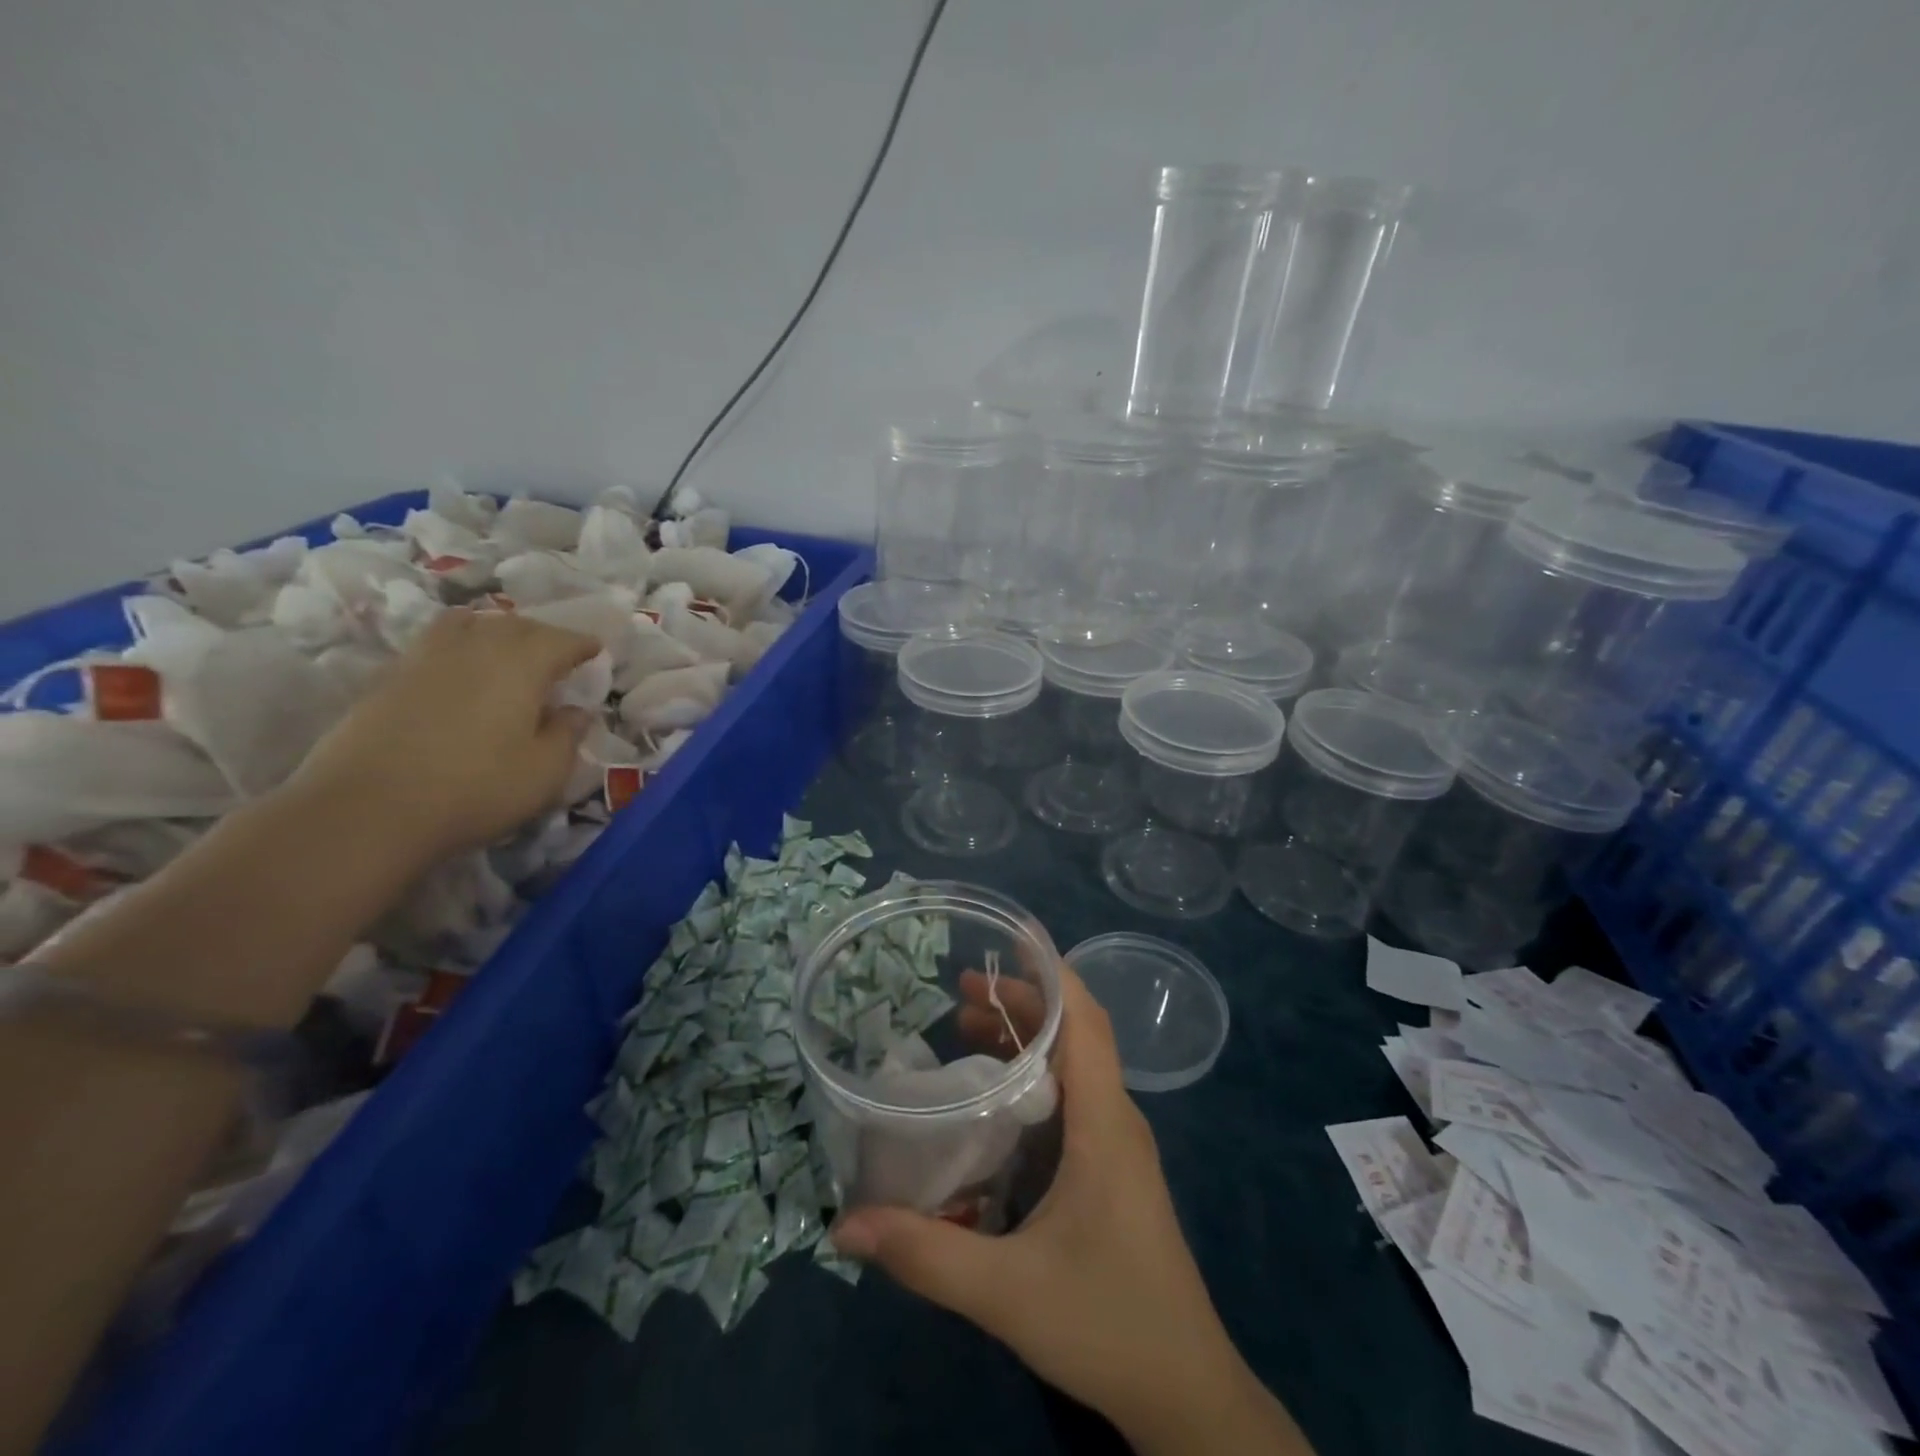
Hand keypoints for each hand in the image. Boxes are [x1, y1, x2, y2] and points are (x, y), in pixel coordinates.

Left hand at [292, 609, 596, 860]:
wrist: (367, 809)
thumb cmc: (475, 789)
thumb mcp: (545, 772)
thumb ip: (567, 735)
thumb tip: (577, 711)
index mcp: (521, 665)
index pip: (560, 640)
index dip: (581, 644)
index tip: (596, 650)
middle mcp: (475, 648)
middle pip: (514, 624)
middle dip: (542, 634)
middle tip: (557, 652)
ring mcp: (426, 658)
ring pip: (467, 624)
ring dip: (494, 629)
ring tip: (505, 648)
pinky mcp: (389, 678)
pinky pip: (434, 643)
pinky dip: (458, 644)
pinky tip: (460, 668)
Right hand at [832, 966, 1309, 1455]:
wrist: (1186, 1395)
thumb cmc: (1106, 1323)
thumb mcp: (1006, 1291)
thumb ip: (925, 1255)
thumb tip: (843, 1226)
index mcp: (1105, 1123)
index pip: (1084, 1020)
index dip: (1051, 970)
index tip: (1009, 934)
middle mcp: (1116, 1120)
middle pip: (1075, 1033)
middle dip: (1022, 1001)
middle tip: (959, 993)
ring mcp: (1118, 1146)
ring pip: (1074, 1066)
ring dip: (1027, 1039)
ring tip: (966, 1029)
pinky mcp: (1112, 1171)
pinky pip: (1073, 1100)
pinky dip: (1034, 1078)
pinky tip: (994, 1100)